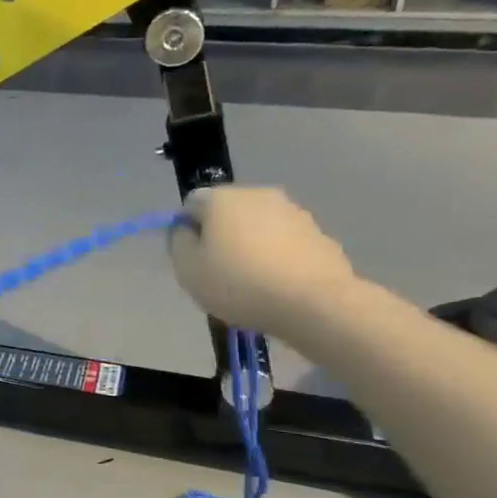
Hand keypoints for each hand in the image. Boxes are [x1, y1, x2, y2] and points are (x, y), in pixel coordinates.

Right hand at [167, 186, 361, 334]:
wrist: (315, 303)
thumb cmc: (240, 283)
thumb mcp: (188, 269)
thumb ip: (178, 243)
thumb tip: (187, 231)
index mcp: (221, 198)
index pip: (191, 204)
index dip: (187, 230)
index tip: (192, 259)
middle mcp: (257, 194)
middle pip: (227, 212)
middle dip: (221, 236)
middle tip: (219, 272)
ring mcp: (293, 212)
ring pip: (258, 226)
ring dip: (250, 246)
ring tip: (251, 282)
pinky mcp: (318, 233)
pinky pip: (285, 242)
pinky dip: (277, 257)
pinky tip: (278, 285)